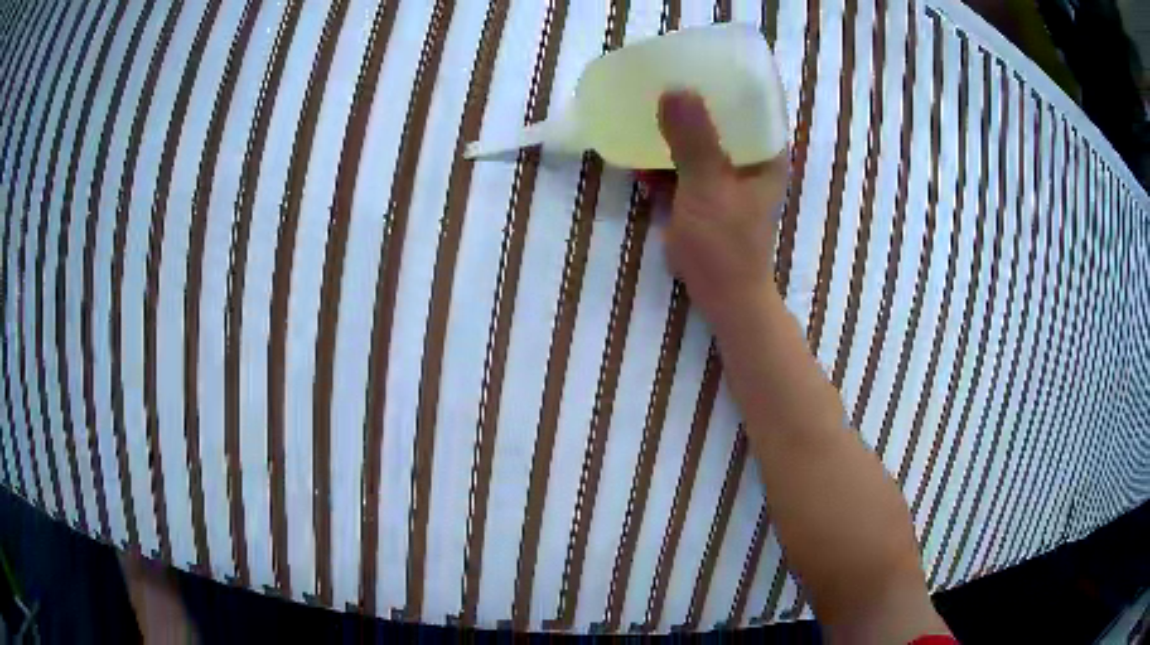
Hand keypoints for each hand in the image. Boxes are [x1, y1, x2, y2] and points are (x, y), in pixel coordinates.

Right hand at [643, 90, 788, 321]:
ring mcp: (727, 177)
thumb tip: (674, 89)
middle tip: (656, 86)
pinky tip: (638, 159)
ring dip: (670, 133)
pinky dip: (663, 162)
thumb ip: (693, 140)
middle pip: (719, 118)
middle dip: (688, 104)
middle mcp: (749, 159)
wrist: (723, 296)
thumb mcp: (708, 188)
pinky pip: (683, 166)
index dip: (722, 81)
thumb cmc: (725, 244)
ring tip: (640, 116)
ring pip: (698, 141)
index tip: (689, 65)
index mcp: (764, 152)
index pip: (749, 101)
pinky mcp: (706, 194)